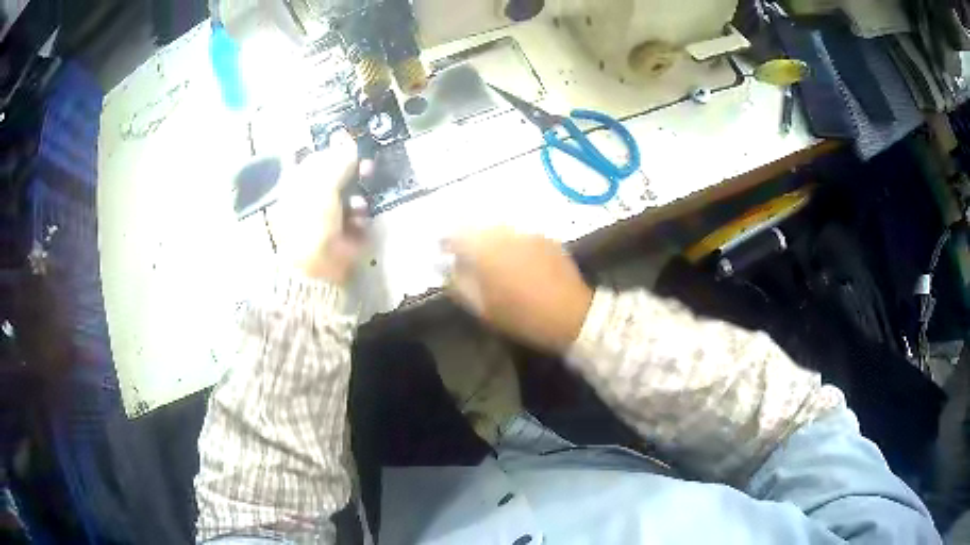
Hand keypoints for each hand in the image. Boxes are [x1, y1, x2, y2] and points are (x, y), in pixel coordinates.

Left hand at [266, 131, 370, 283]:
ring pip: (350, 196)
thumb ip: (338, 160)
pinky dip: (360, 218)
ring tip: (360, 204)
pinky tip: (358, 222)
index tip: (354, 147)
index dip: (336, 152)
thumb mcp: (323, 185)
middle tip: (367, 168)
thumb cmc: (310, 222)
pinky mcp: (343, 233)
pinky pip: (356, 218)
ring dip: (358, 196)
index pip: (318, 159)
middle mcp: (312, 198)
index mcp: (298, 184)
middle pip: (337, 176)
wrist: (315, 267)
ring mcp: (328, 217)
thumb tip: (347, 137)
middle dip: (353, 172)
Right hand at [446, 228, 593, 352]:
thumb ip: (460, 284)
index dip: (446, 240)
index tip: (440, 248)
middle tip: (462, 251)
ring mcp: (528, 234)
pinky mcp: (545, 238)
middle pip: (478, 226)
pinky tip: (513, 257)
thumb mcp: (484, 308)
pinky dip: (509, 241)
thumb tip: (446, 268)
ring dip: (487, 236)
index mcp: (487, 251)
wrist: (572, 314)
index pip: (457, 234)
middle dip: (466, 235)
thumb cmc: (523, 316)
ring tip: (486, 254)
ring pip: (499, 228)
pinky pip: (519, 234)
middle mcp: (506, 234)